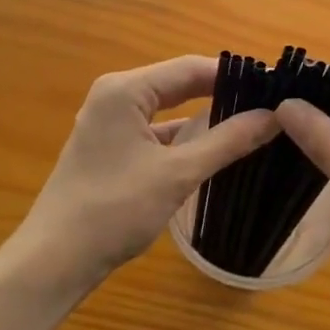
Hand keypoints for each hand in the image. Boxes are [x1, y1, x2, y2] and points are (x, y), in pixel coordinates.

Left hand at [12, 56, 278, 287]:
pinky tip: (215, 149)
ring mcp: (110, 123)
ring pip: (168, 110)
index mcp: (125, 90)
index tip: (274, 85)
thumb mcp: (177, 174)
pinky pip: (156, 131)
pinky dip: (184, 138)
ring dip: (205, 117)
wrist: (55, 261)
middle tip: (269, 103)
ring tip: (252, 122)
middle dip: (222, 93)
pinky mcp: (111, 148)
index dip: (234, 75)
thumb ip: (227, 141)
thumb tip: (274, 116)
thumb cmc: (114, 210)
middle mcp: (114, 96)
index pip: (190, 68)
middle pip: (178, 84)